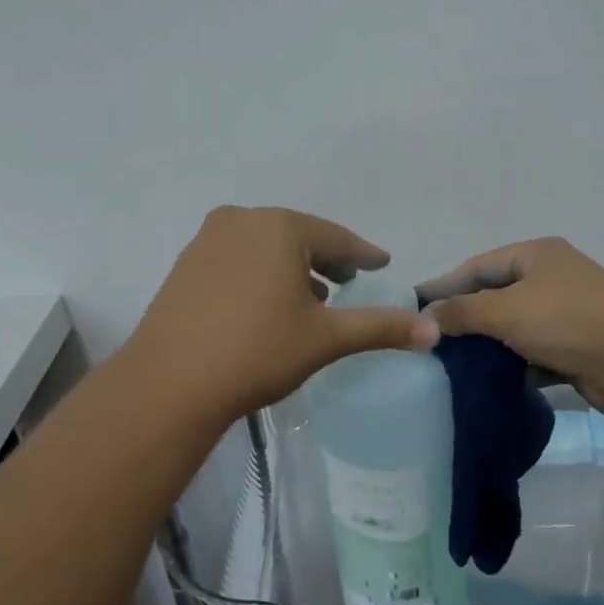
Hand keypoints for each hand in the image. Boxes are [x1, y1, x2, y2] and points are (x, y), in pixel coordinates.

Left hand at [127, 206, 438, 421]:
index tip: (382, 263)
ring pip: (265, 247)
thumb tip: (434, 331)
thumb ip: (380, 328)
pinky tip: (268, 302)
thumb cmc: (257, 351)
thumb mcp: (325, 338)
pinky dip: (261, 273)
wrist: (169, 383)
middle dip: (327, 258)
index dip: (363, 254)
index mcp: (280, 228)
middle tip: (350, 278)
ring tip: (313, 295)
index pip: (336, 238)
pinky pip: (237, 259)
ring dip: (292, 266)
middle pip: (298, 236)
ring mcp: (207, 241)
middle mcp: (242, 221)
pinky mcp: (185, 265)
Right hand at [416, 238, 603, 411]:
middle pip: (495, 294)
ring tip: (450, 361)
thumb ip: (462, 311)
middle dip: (464, 315)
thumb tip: (428, 316)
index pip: (478, 266)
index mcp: (536, 255)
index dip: (445, 284)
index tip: (414, 302)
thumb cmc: (566, 321)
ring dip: (487, 342)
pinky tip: (486, 378)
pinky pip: (531, 351)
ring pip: (513, 326)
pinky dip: (511, 362)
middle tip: (429, 336)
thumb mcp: (505, 310)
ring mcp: (565, 312)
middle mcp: (551, 278)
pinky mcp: (574, 346)